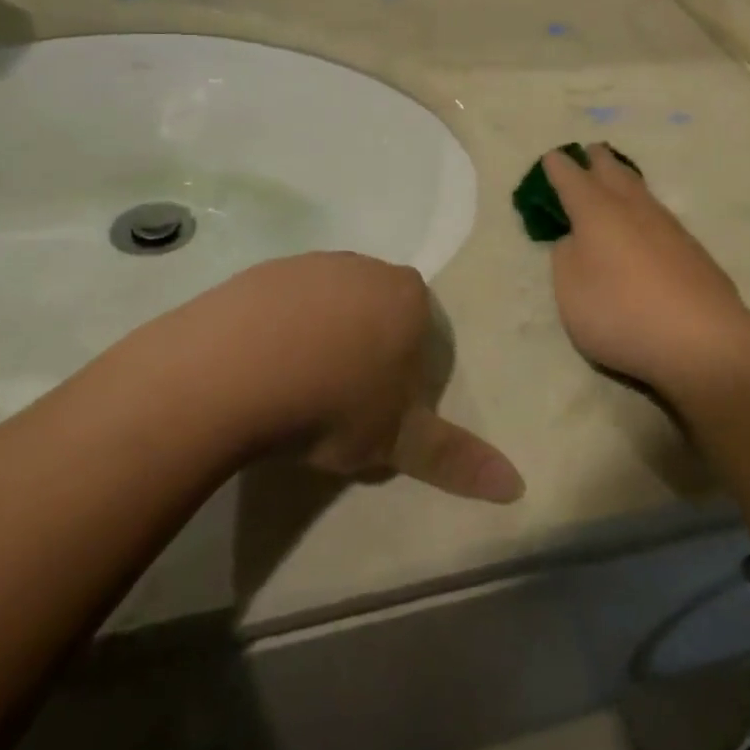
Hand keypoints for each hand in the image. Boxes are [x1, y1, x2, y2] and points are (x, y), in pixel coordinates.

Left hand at [168, 253, 524, 504]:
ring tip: (295, 388)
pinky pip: (283, 303)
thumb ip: (456, 459)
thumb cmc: (333, 402)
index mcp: (408, 295)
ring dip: (321, 339)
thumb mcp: (398, 440)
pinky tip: (261, 368)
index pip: (423, 330)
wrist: (233, 371)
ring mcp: (311, 264)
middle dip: (366, 350)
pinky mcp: (262, 271)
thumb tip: (516, 486)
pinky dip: (279, 330)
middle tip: (339, 401)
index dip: (405, 371)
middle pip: (377, 312)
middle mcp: (365, 267)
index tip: (378, 407)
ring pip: (329, 305)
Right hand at [542, 146, 749, 403]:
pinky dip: (644, 209)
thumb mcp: (570, 292)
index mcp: (596, 212)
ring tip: (617, 177)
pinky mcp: (693, 250)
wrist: (702, 340)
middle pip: (613, 173)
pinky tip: (646, 223)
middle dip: (598, 161)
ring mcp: (668, 227)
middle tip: (590, 151)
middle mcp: (633, 209)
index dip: (558, 167)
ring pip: (641, 191)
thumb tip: (577, 241)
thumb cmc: (621, 313)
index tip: (552, 157)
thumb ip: (566, 259)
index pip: (571, 179)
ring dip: (625, 180)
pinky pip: (659, 216)